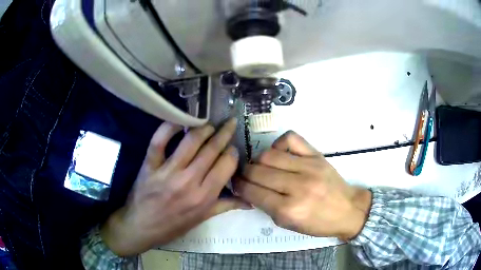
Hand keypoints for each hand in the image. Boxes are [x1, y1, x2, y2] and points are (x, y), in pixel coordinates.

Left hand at [101, 118, 248, 255]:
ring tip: (209, 124)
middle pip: (211, 150)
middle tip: (229, 123)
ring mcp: (167, 171)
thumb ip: (226, 206)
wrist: (141, 227)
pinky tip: (180, 120)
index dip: (232, 153)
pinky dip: (169, 127)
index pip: (226, 165)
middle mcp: (189, 181)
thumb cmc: (173, 226)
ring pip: (190, 141)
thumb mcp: (201, 219)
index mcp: (204, 197)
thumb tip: (250, 201)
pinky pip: (159, 141)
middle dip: (224, 133)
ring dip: (203, 128)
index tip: (232, 148)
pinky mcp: (150, 165)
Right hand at [234, 131, 371, 240]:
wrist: (348, 210)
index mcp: (289, 210)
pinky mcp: (316, 155)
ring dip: (257, 161)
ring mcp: (308, 167)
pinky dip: (278, 144)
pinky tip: (278, 153)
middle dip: (244, 174)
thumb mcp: (288, 224)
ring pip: (269, 155)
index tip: (236, 184)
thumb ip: (267, 207)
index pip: (253, 192)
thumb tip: (249, 189)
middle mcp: (297, 186)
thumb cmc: (318, 223)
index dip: (239, 187)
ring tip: (259, 166)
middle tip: (244, 176)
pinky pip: (291, 139)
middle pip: (257, 171)